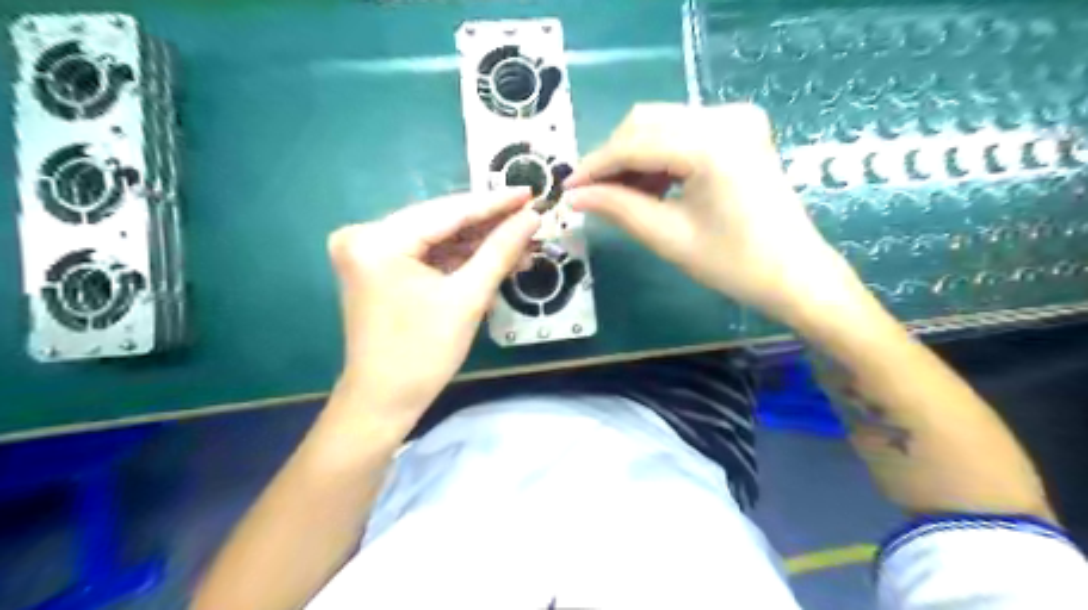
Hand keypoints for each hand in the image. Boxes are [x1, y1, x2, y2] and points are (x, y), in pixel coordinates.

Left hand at [327, 192, 539, 428]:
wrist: (383, 400)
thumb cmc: (423, 354)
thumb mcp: (467, 298)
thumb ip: (500, 251)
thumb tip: (532, 218)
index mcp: (378, 240)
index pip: (448, 212)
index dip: (494, 203)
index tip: (530, 192)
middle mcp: (365, 235)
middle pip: (441, 222)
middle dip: (489, 224)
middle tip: (531, 217)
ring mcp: (369, 251)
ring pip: (437, 237)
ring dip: (478, 243)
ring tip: (522, 242)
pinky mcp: (377, 266)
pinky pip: (426, 254)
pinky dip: (459, 258)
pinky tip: (494, 258)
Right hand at [565, 103, 863, 324]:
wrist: (794, 273)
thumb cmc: (733, 264)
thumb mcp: (668, 237)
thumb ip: (617, 208)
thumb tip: (574, 196)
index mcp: (710, 144)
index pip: (633, 143)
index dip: (595, 166)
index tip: (567, 188)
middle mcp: (725, 116)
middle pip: (645, 122)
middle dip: (613, 158)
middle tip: (592, 194)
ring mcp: (737, 118)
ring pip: (662, 123)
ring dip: (634, 155)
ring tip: (620, 196)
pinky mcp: (741, 128)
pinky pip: (683, 130)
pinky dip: (659, 154)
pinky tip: (650, 185)